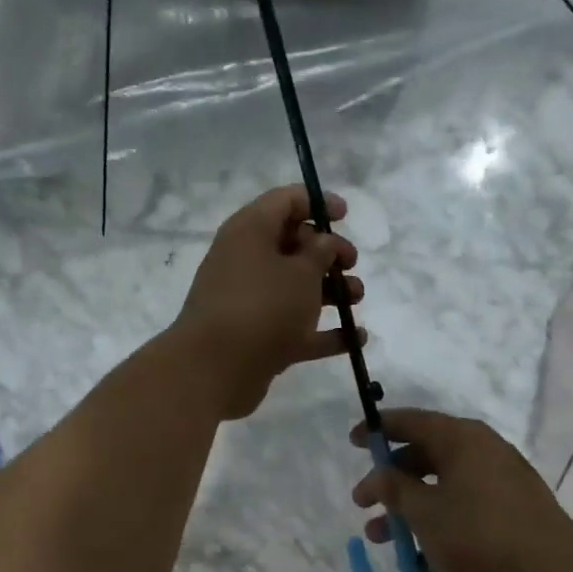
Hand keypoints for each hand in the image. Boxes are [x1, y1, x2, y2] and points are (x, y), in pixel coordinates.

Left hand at [175, 185, 364, 420]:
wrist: (215, 369)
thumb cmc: (263, 306)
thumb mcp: (301, 272)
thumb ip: (321, 252)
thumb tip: (323, 242)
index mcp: (250, 231)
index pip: (284, 202)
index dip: (317, 203)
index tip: (346, 215)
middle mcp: (246, 262)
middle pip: (292, 246)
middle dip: (327, 253)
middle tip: (352, 263)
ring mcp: (250, 303)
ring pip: (295, 289)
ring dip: (330, 291)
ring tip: (357, 298)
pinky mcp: (258, 339)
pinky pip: (297, 328)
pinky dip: (325, 332)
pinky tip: (357, 338)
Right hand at [351, 408, 572, 571]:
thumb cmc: (479, 533)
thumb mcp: (425, 513)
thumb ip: (395, 490)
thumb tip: (378, 475)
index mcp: (463, 439)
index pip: (412, 421)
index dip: (379, 430)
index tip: (354, 442)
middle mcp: (482, 453)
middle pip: (425, 457)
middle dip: (390, 482)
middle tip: (363, 503)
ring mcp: (499, 485)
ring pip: (442, 490)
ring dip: (408, 512)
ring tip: (381, 540)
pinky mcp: (509, 516)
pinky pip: (463, 514)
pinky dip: (438, 529)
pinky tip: (417, 561)